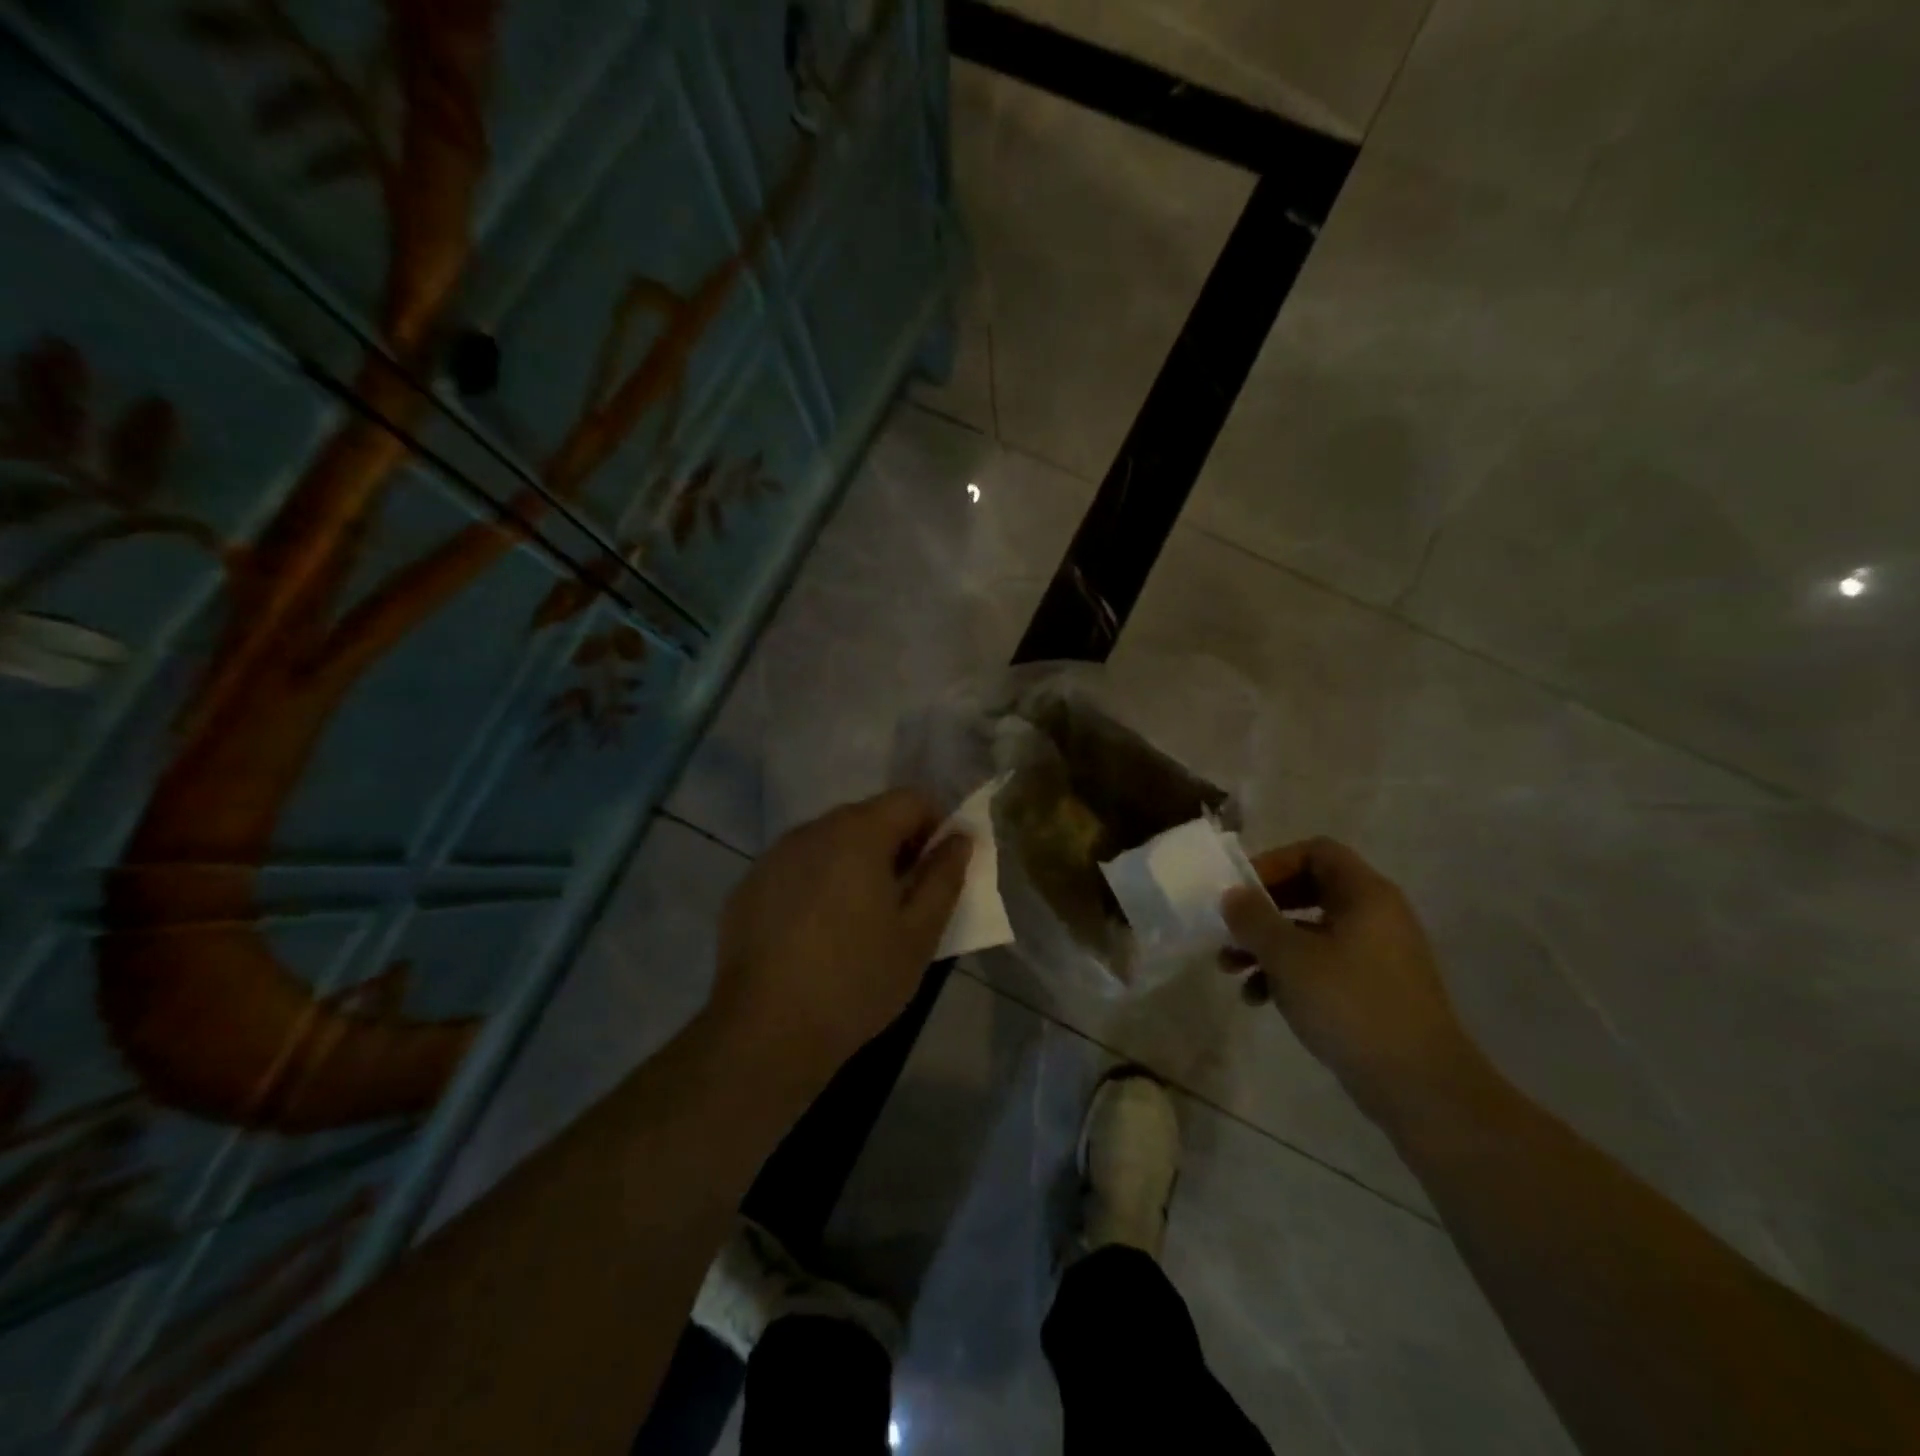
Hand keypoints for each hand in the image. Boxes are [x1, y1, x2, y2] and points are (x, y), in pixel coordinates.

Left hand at [710, 790, 971, 1097]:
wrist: (764, 1032)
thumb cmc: (855, 980)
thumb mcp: (918, 934)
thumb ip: (944, 877)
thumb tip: (960, 839)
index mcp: (858, 833)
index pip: (911, 799)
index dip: (935, 826)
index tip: (937, 871)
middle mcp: (812, 830)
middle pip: (868, 817)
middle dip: (895, 846)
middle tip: (904, 900)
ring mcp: (774, 856)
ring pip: (830, 842)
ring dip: (855, 864)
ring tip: (859, 920)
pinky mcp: (748, 886)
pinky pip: (798, 868)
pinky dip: (818, 883)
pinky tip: (816, 934)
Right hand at [1221, 838, 1485, 1128]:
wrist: (1419, 1086)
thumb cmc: (1351, 1004)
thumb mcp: (1289, 956)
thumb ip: (1254, 918)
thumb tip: (1232, 894)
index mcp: (1365, 895)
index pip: (1315, 852)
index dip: (1273, 862)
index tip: (1240, 890)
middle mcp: (1376, 916)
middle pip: (1309, 890)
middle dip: (1262, 910)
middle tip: (1229, 928)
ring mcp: (1377, 956)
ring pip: (1310, 932)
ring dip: (1267, 945)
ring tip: (1230, 970)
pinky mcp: (1373, 991)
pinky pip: (1322, 966)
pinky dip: (1289, 974)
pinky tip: (1258, 999)